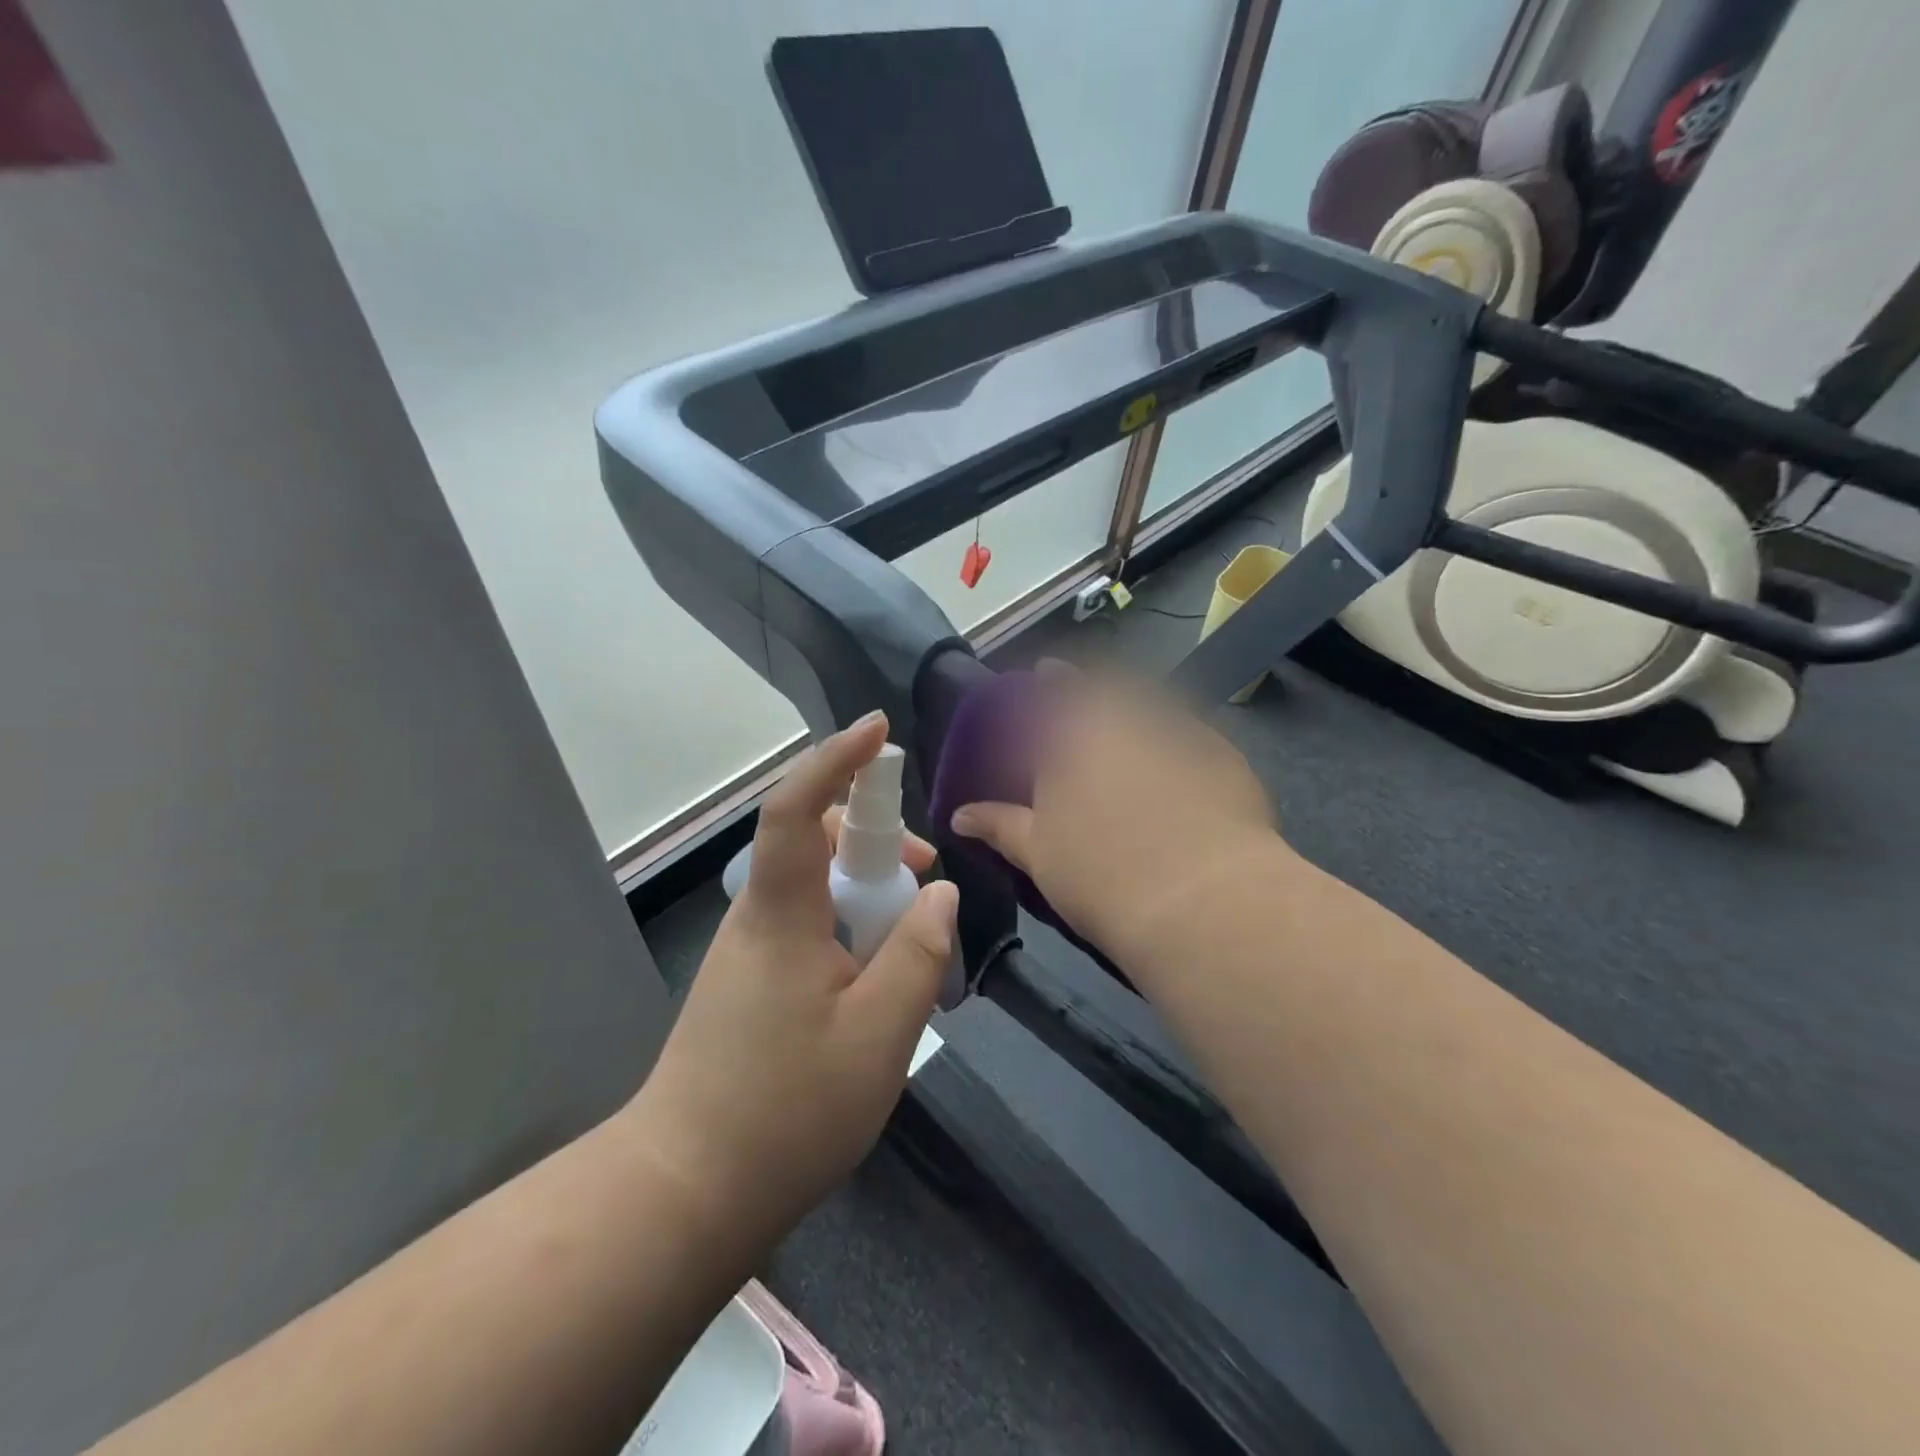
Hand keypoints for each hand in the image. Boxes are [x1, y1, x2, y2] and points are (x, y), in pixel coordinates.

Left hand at [628, 713, 956, 1246]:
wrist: (685, 1192)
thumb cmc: (786, 1110)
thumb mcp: (880, 1034)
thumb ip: (918, 954)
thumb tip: (940, 894)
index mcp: (781, 914)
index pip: (798, 810)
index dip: (837, 760)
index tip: (878, 730)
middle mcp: (758, 917)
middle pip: (814, 843)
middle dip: (876, 841)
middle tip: (926, 878)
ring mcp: (750, 951)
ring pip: (815, 888)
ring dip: (868, 892)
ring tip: (913, 938)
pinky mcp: (751, 982)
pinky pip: (808, 926)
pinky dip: (850, 928)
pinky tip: (878, 979)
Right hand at [950, 667, 1287, 958]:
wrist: (1203, 903)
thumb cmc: (1102, 877)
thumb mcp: (1039, 855)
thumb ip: (999, 825)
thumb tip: (959, 815)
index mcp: (1075, 734)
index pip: (1057, 688)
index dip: (1051, 678)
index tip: (1046, 671)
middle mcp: (1129, 719)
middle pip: (1112, 687)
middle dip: (1098, 690)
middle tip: (1090, 706)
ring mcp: (1183, 734)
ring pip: (1156, 708)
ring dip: (1141, 713)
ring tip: (1134, 737)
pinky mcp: (1226, 758)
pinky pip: (1194, 739)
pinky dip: (1180, 746)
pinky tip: (1182, 774)